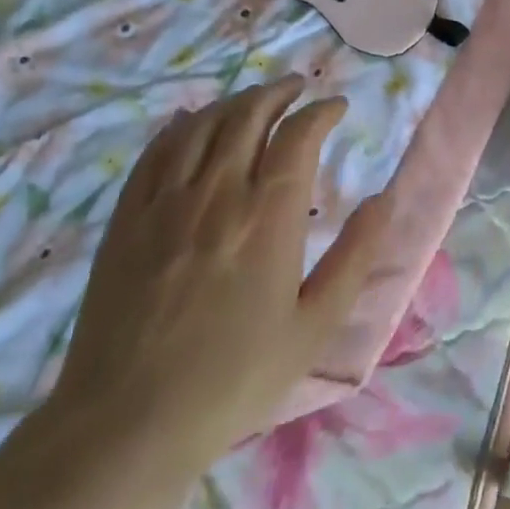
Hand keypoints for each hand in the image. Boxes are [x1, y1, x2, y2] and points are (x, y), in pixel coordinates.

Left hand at [48, 75, 385, 481]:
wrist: (129, 421)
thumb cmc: (235, 378)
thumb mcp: (315, 325)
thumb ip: (355, 256)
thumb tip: (382, 199)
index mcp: (267, 215)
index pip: (298, 135)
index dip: (321, 112)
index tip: (337, 107)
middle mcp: (216, 192)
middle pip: (248, 115)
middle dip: (279, 92)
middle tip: (299, 88)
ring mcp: (165, 201)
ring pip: (203, 125)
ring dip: (235, 101)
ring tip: (255, 98)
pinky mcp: (127, 218)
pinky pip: (156, 151)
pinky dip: (181, 125)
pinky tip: (191, 121)